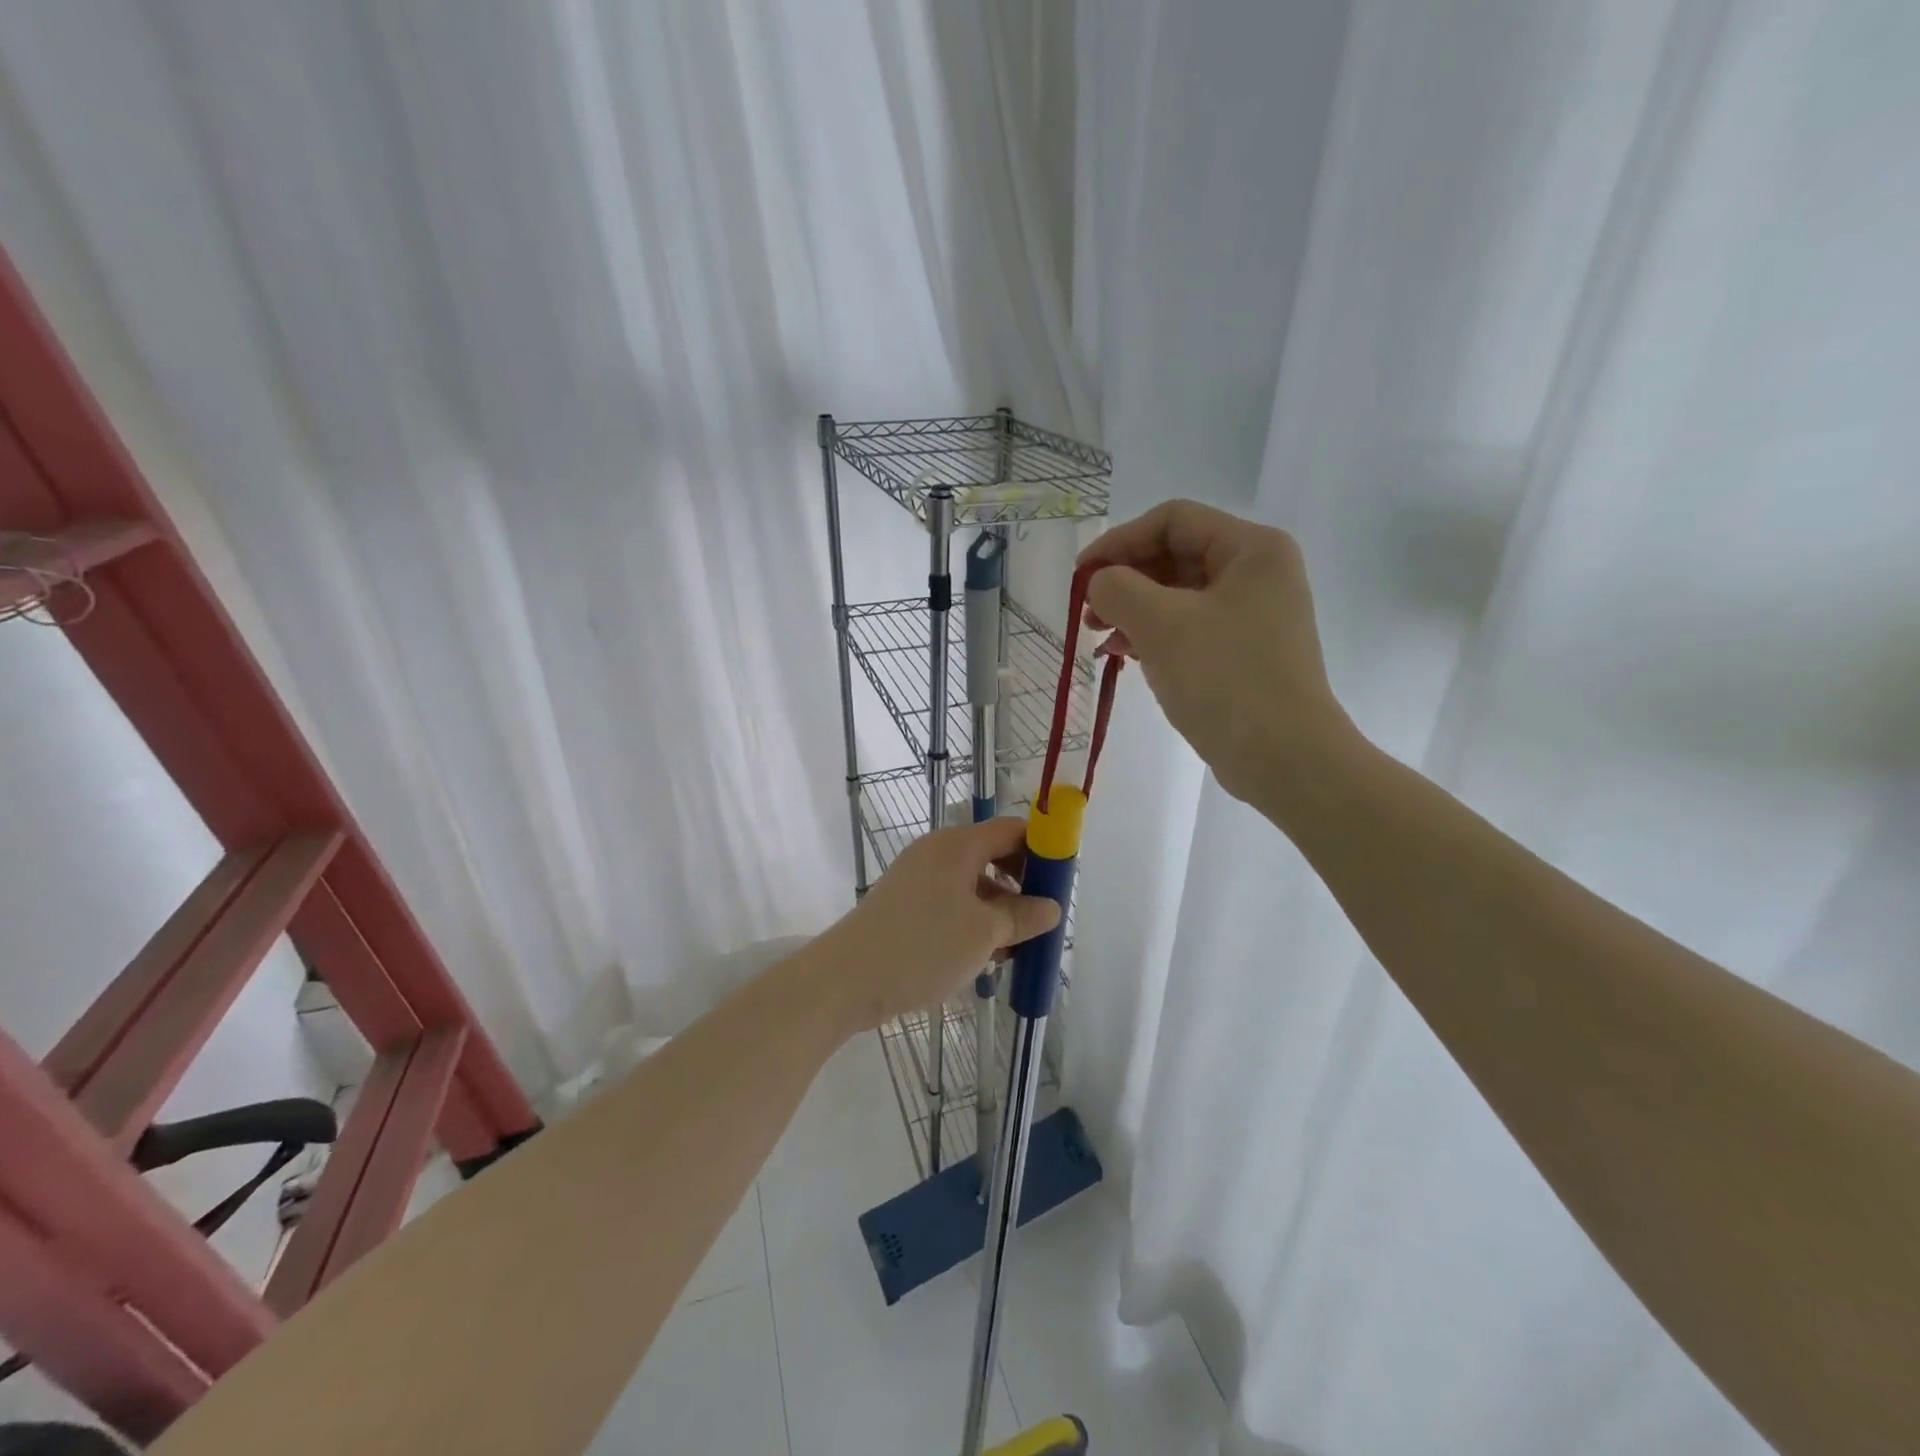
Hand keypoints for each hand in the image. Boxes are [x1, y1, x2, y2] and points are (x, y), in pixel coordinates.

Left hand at [822, 817, 1060, 1032]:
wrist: (847, 979)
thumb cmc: (922, 946)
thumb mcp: (984, 933)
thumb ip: (1022, 916)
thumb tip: (1050, 907)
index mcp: (958, 845)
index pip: (1012, 830)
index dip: (1042, 850)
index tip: (1061, 884)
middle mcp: (937, 852)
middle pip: (993, 856)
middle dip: (1022, 887)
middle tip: (1042, 921)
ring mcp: (918, 878)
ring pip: (974, 885)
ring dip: (999, 911)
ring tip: (1017, 949)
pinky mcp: (906, 905)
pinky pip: (952, 903)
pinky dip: (974, 922)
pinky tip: (986, 957)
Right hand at [1079, 499, 1352, 806]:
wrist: (1284, 759)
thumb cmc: (1225, 679)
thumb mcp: (1161, 625)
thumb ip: (1118, 588)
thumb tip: (1100, 583)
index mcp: (1252, 549)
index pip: (1173, 520)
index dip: (1119, 541)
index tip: (1081, 576)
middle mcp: (1258, 573)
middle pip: (1175, 556)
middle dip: (1125, 580)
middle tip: (1087, 612)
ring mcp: (1254, 615)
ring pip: (1178, 595)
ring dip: (1133, 610)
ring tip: (1100, 638)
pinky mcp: (1244, 652)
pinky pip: (1189, 628)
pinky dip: (1154, 635)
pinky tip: (1125, 654)